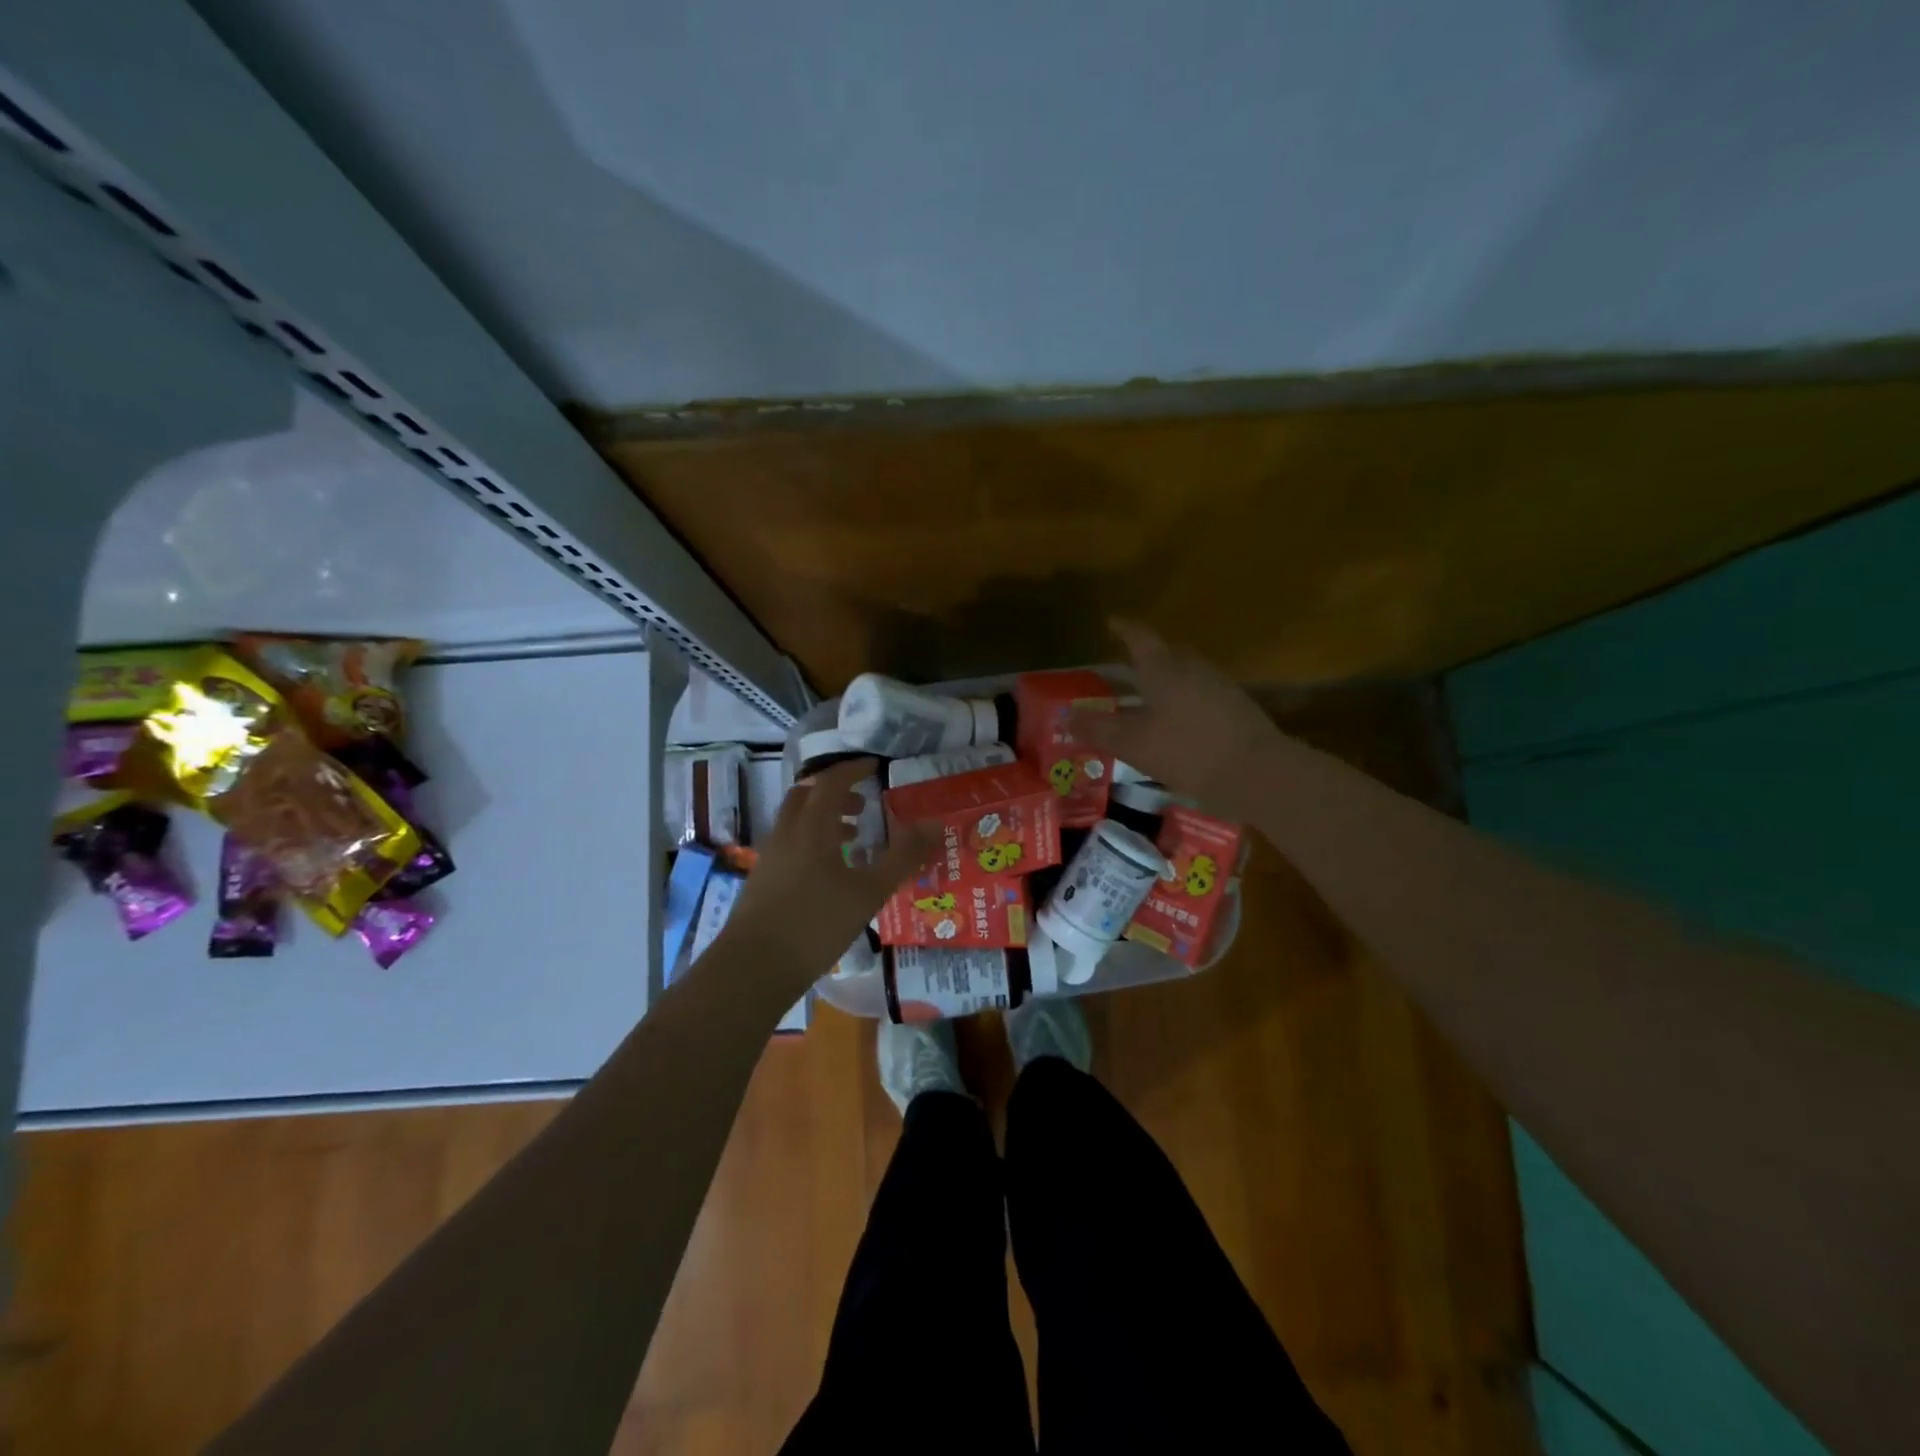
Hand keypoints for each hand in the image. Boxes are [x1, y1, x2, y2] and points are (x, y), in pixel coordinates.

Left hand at [722, 758, 938, 982]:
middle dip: (836, 792)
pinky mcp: (763, 879)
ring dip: (824, 817)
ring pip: (796, 820)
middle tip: (864, 804)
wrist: (753, 967)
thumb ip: (902, 857)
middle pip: (808, 794)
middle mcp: (787, 832)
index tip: (875, 767)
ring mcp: (771, 855)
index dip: (854, 769)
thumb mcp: (869, 892)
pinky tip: (830, 872)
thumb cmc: (815, 924)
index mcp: (811, 825)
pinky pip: (790, 843)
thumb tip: (934, 824)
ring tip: (854, 837)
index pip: (832, 780)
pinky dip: (812, 840)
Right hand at [1071, 619, 1284, 817]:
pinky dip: (1185, 699)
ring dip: (1168, 678)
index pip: (1140, 638)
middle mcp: (1193, 669)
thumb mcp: (1134, 744)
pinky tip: (1180, 721)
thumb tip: (1067, 716)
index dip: (1124, 629)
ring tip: (1150, 695)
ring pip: (1187, 673)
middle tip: (1128, 664)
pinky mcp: (1237, 708)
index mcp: (1164, 670)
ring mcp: (1220, 686)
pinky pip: (1202, 693)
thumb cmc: (1187, 751)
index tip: (1111, 622)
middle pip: (1168, 652)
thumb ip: (1099, 728)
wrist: (1257, 773)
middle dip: (1148, 655)